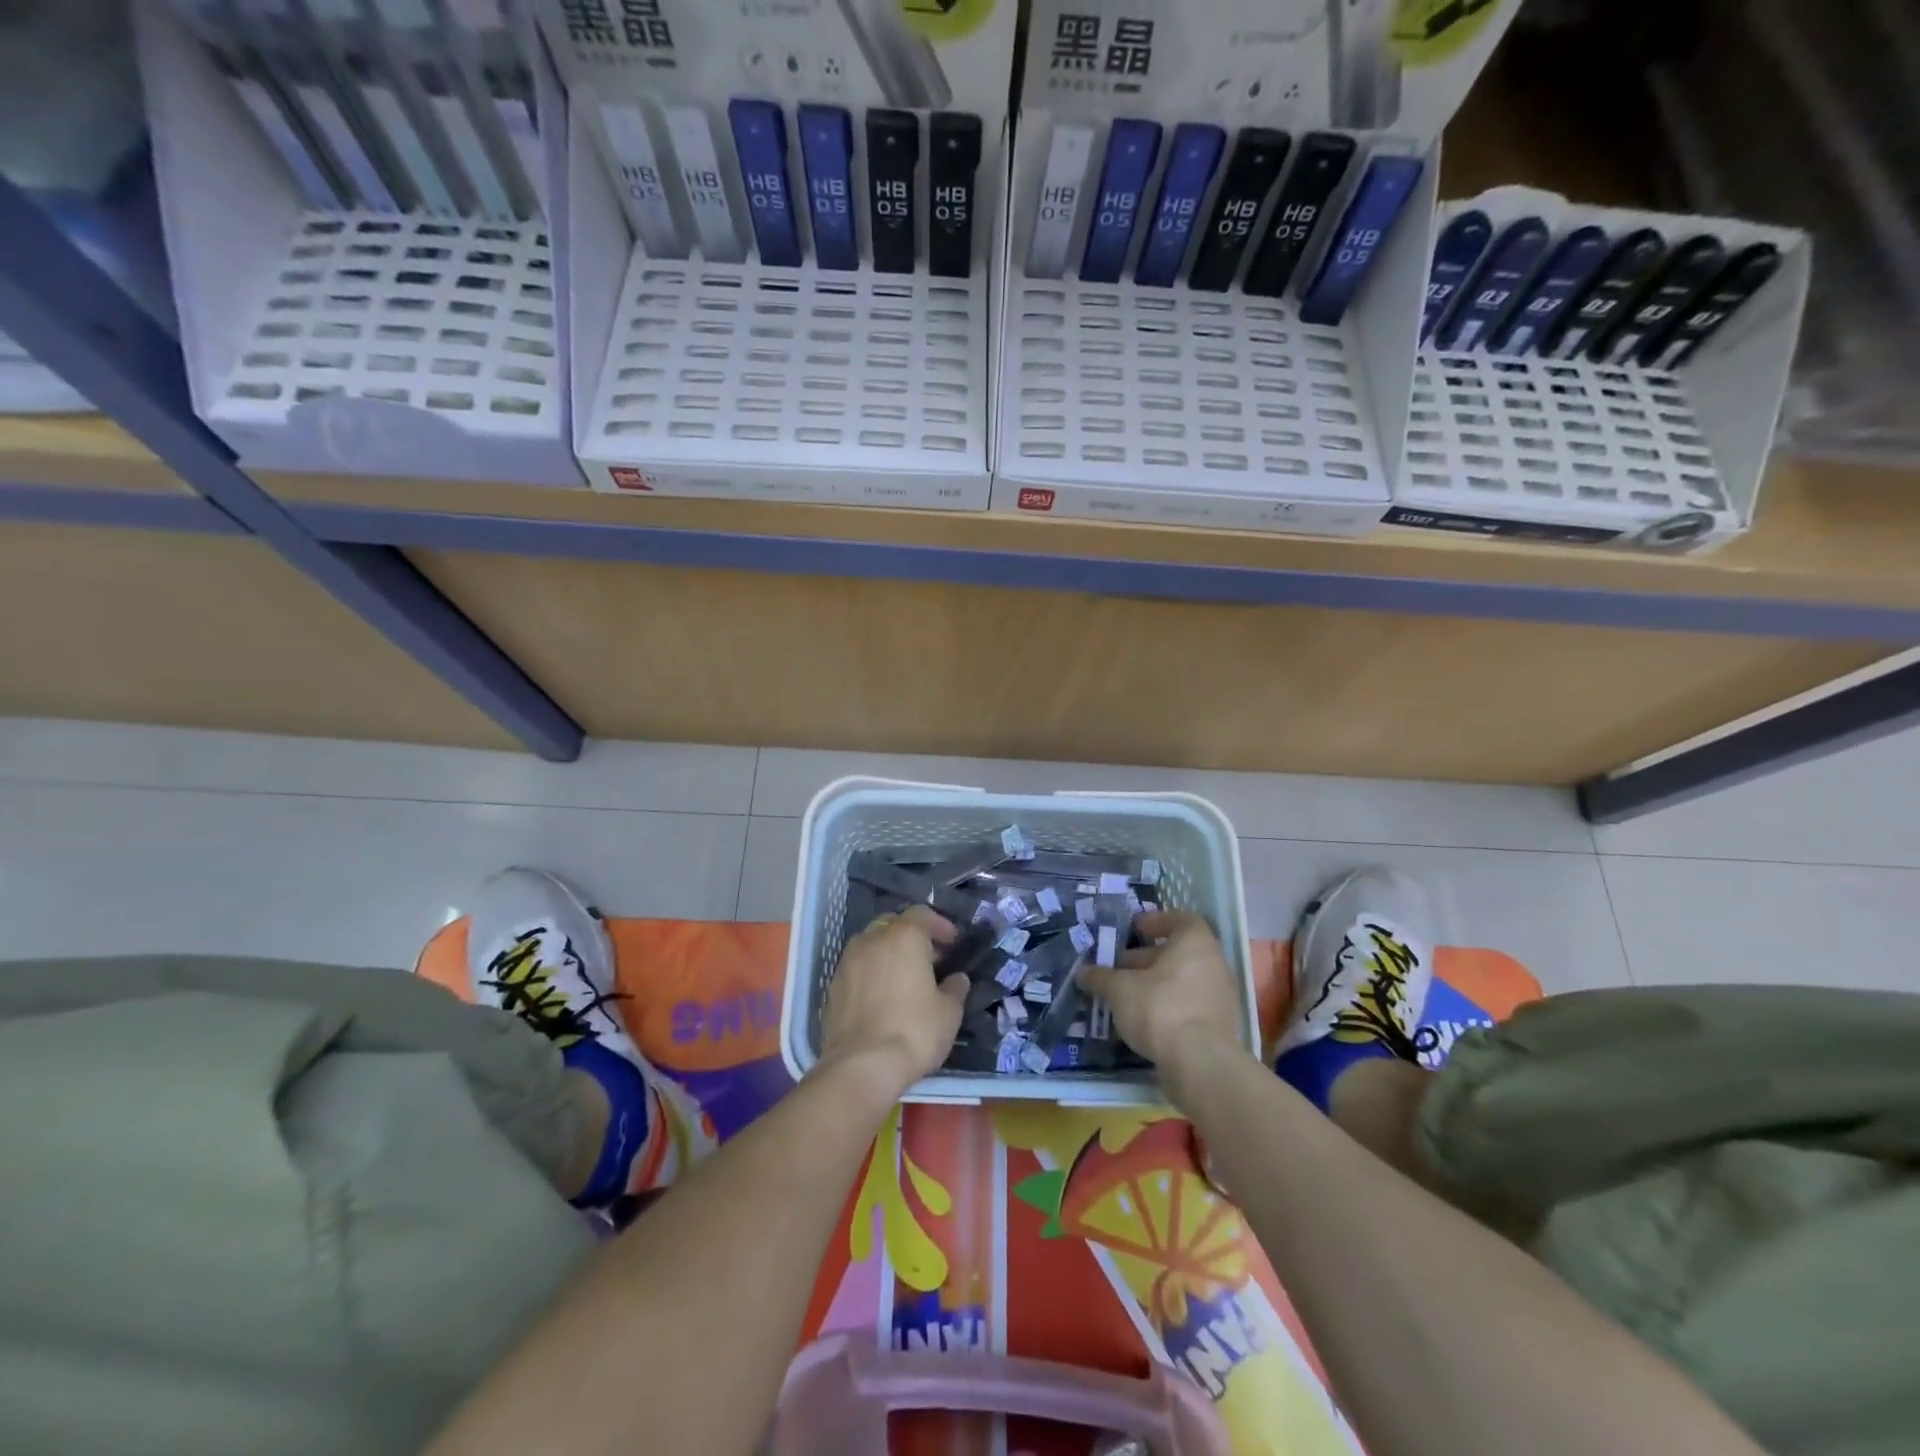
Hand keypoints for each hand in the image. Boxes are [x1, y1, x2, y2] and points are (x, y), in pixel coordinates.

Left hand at [818, 905, 967, 1095]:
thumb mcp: (949, 1013)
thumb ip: (955, 989)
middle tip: (929, 958)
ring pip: (870, 944)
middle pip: (892, 924)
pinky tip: (881, 997)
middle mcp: (871, 940)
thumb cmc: (913, 1032)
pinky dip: (870, 973)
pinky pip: (856, 968)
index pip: (922, 914)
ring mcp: (847, 962)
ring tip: (904, 977)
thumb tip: (957, 978)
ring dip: (888, 953)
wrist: (860, 1067)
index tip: (953, 943)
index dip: (940, 925)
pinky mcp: (832, 987)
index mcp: (903, 937)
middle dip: (911, 935)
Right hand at [1079, 911, 1244, 1071]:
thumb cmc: (1160, 1008)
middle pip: (1177, 953)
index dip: (1156, 922)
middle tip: (1117, 966)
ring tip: (1123, 995)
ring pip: (1181, 981)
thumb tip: (1082, 972)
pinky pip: (1188, 1006)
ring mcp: (1219, 997)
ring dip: (1153, 984)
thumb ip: (1100, 978)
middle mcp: (1213, 964)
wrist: (1200, 1065)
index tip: (1135, 929)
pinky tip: (1140, 1019)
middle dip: (1145, 959)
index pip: (1180, 920)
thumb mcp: (1119, 989)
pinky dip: (1165, 1006)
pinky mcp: (1218, 1027)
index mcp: (1195, 943)